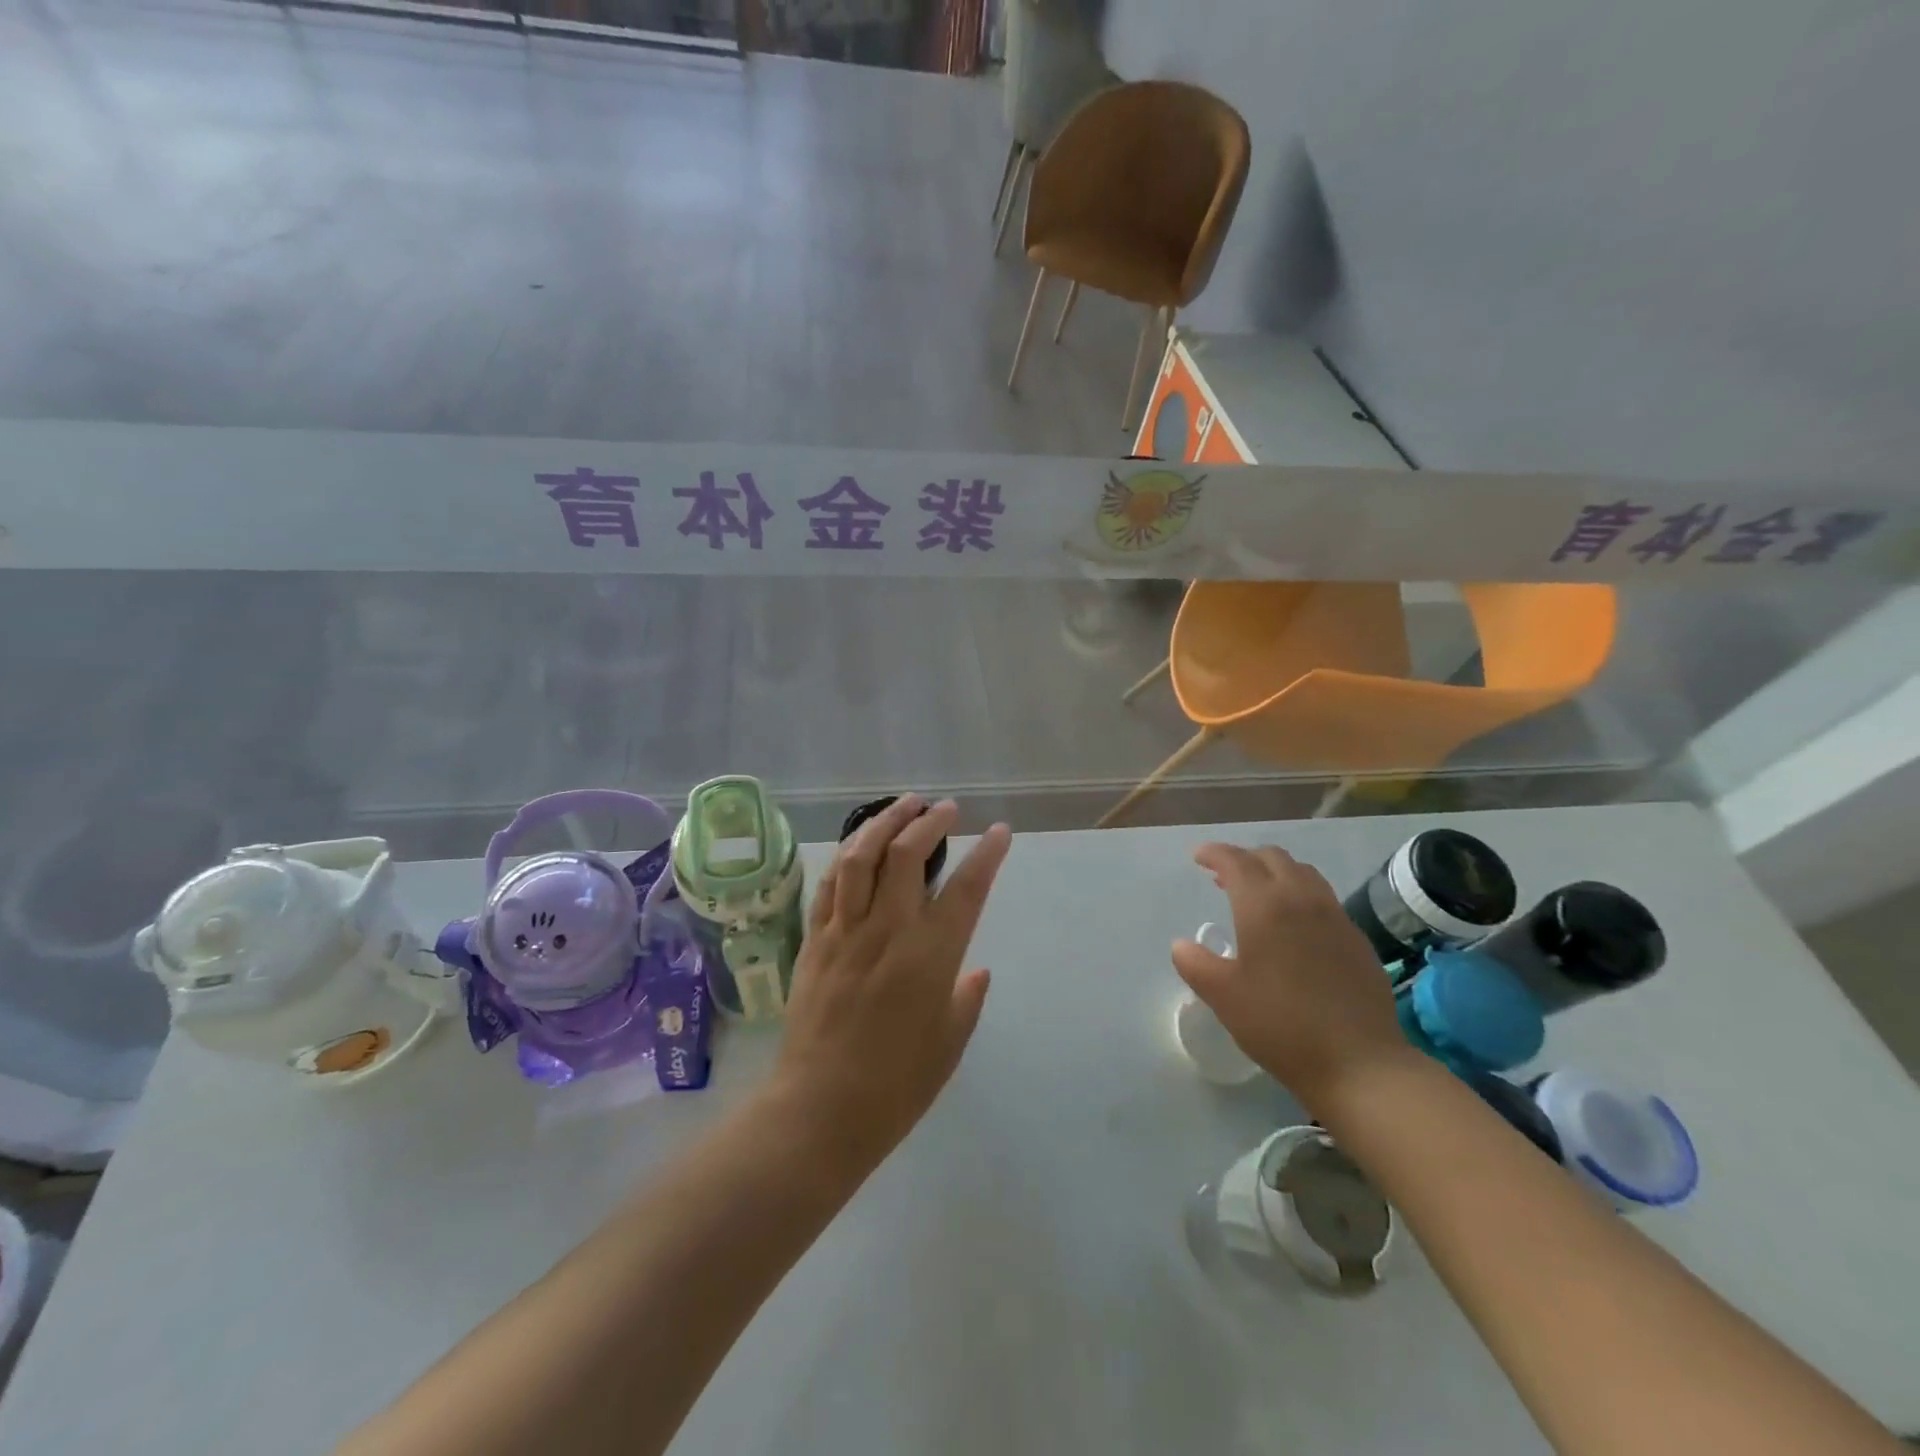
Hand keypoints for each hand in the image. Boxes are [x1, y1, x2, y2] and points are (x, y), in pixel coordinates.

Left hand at [772, 796, 1011, 1171]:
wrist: (820, 1110)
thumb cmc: (896, 1085)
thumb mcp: (949, 1043)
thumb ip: (965, 998)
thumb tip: (975, 970)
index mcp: (930, 955)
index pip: (966, 887)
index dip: (987, 853)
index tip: (999, 832)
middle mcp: (888, 930)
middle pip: (906, 854)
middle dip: (929, 821)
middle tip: (945, 809)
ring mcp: (845, 931)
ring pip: (860, 856)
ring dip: (883, 822)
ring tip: (903, 805)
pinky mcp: (814, 940)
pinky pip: (829, 885)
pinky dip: (846, 856)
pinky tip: (857, 846)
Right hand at [1172, 843, 1409, 1110]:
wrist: (1359, 1063)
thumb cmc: (1280, 1024)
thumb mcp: (1223, 996)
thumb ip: (1195, 963)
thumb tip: (1181, 945)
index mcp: (1264, 906)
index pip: (1236, 861)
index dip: (1214, 853)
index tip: (1198, 857)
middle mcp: (1301, 899)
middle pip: (1272, 858)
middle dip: (1245, 859)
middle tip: (1224, 878)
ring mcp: (1335, 917)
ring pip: (1303, 873)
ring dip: (1275, 873)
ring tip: (1259, 895)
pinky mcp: (1357, 939)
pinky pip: (1323, 899)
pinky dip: (1300, 896)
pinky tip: (1294, 927)